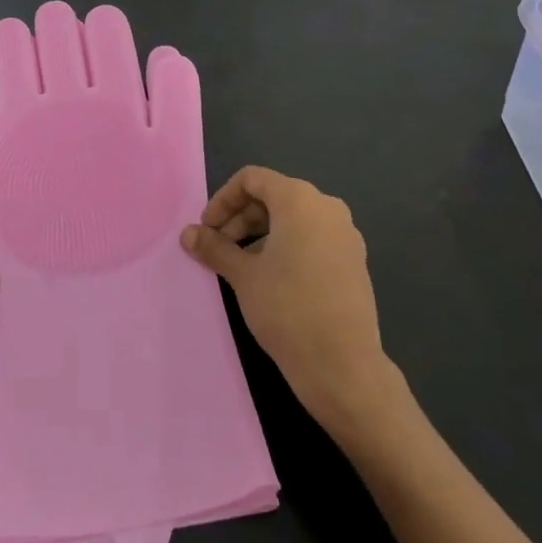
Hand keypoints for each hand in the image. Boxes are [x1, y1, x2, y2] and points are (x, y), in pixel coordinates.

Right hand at [180, 167, 398, 438]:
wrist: (342, 363)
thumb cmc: (287, 309)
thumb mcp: (243, 276)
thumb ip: (214, 248)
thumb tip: (188, 234)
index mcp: (300, 200)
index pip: (253, 179)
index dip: (223, 199)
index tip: (207, 230)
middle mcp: (327, 207)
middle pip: (274, 196)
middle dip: (240, 218)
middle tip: (218, 250)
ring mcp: (345, 234)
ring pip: (294, 219)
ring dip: (261, 234)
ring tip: (241, 267)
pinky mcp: (353, 259)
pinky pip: (313, 238)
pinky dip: (286, 246)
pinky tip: (271, 279)